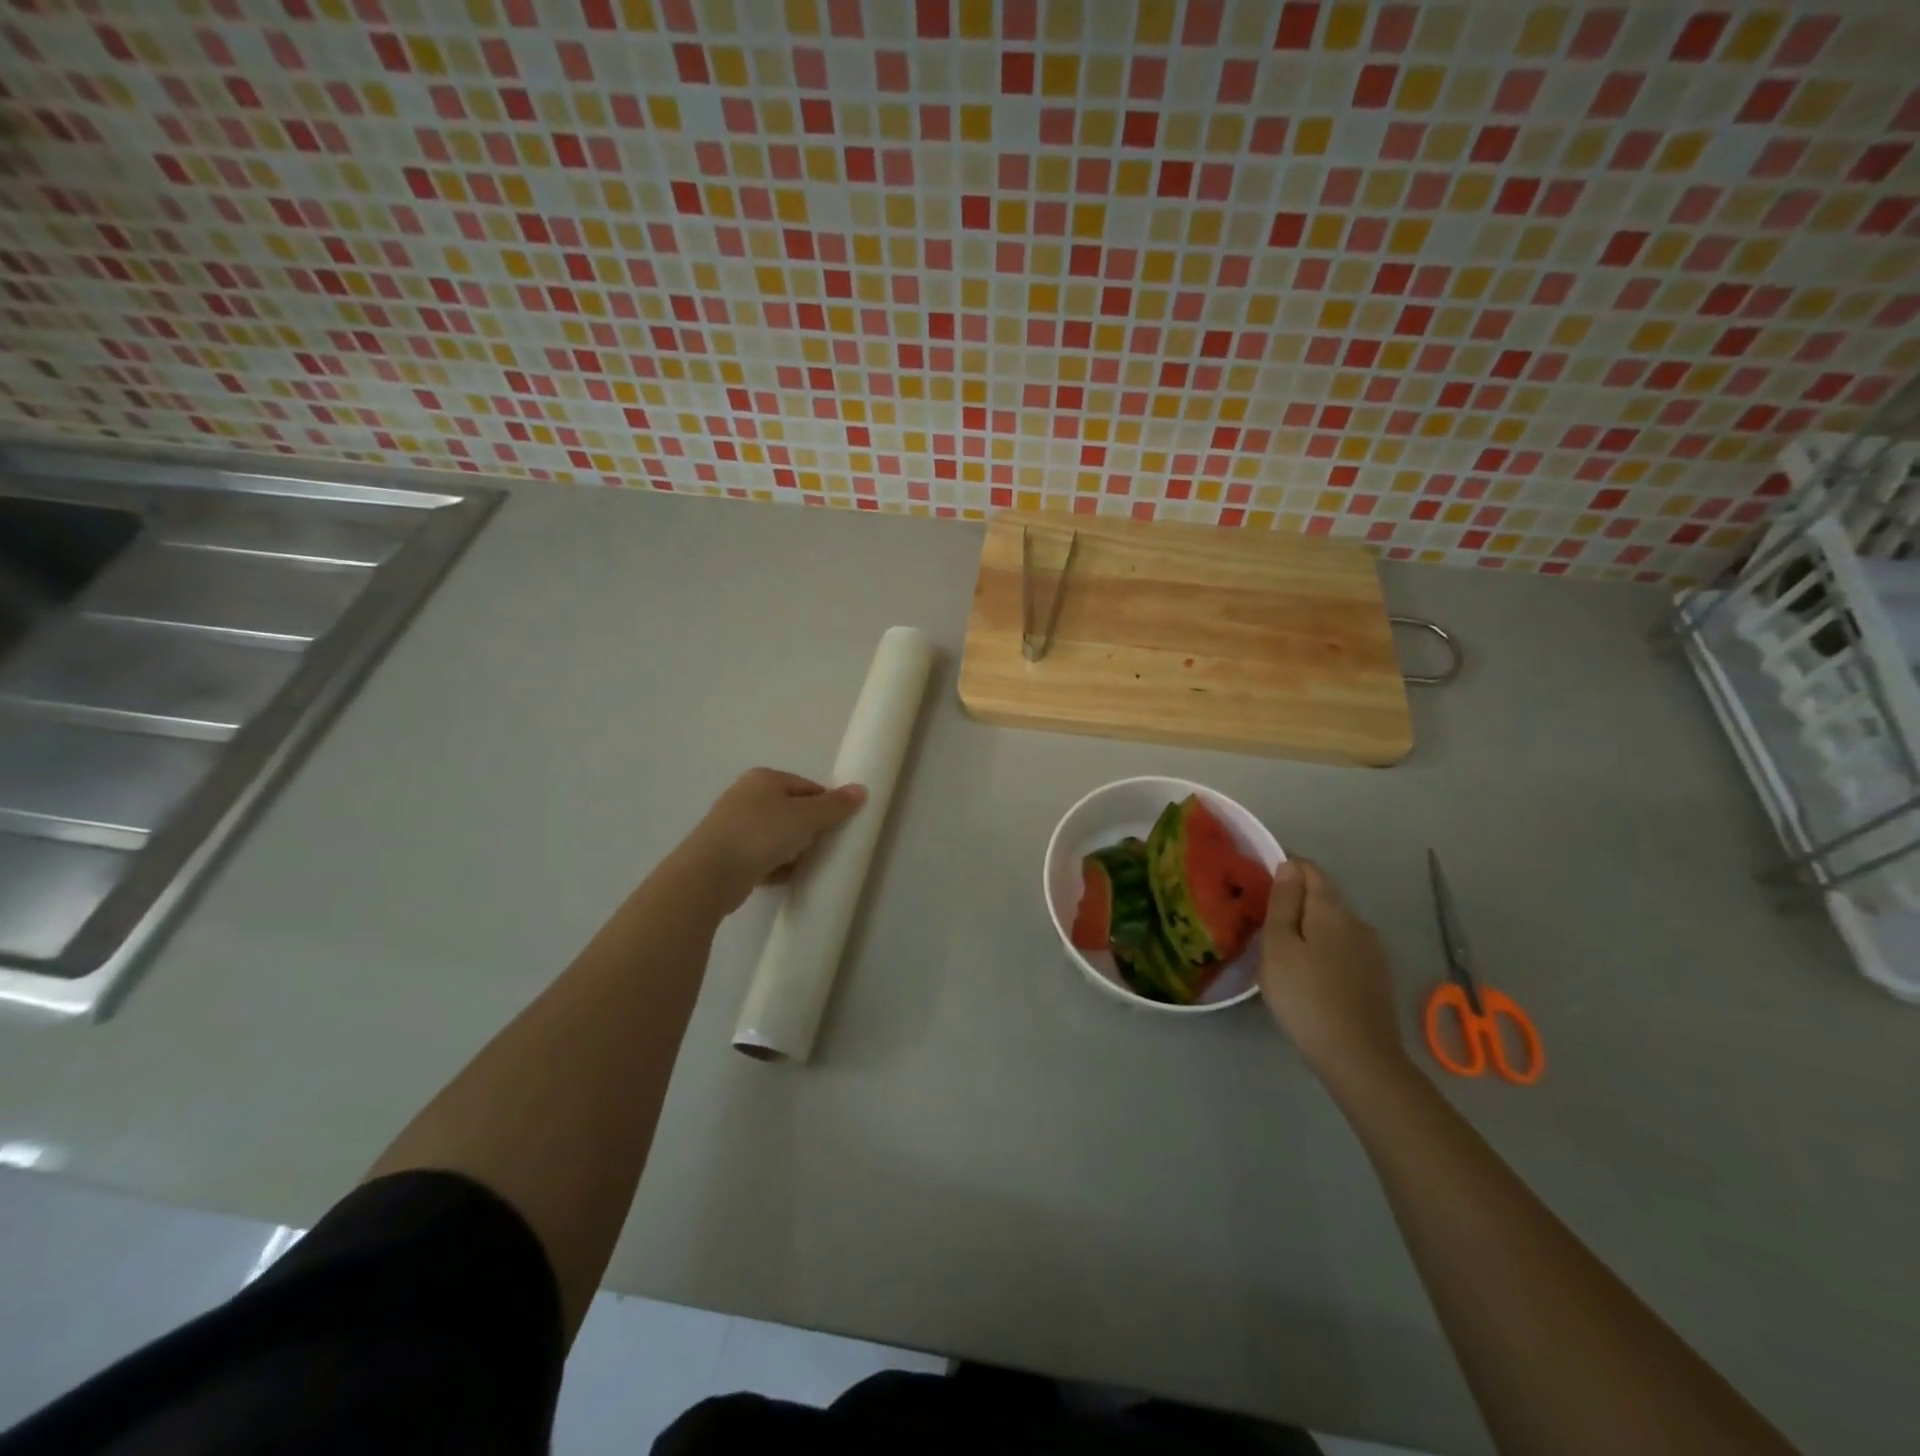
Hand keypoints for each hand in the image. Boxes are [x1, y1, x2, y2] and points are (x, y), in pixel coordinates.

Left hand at [677, 768, 867, 913]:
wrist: (709, 875)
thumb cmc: (760, 835)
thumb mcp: (805, 817)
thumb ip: (834, 805)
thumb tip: (861, 790)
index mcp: (763, 779)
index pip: (807, 787)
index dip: (826, 806)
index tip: (837, 828)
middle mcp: (746, 796)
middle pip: (792, 811)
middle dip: (809, 830)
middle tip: (822, 848)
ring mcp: (734, 826)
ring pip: (777, 836)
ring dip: (793, 850)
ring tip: (804, 865)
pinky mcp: (728, 854)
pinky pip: (762, 856)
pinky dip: (776, 865)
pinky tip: (785, 877)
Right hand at [1259, 857, 1408, 1083]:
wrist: (1358, 1058)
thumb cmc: (1305, 996)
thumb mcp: (1279, 946)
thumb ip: (1284, 902)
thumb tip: (1289, 865)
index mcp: (1331, 909)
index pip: (1309, 870)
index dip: (1285, 867)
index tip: (1259, 880)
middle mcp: (1357, 922)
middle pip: (1323, 896)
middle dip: (1295, 899)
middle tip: (1262, 918)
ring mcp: (1371, 951)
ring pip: (1333, 924)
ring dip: (1309, 926)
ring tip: (1281, 947)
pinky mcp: (1376, 977)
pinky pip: (1343, 948)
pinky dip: (1322, 948)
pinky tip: (1308, 971)